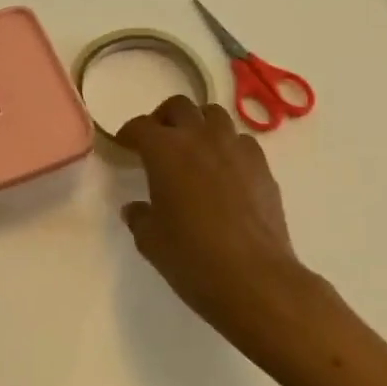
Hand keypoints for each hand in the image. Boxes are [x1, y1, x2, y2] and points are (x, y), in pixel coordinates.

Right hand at [117, 96, 305, 341]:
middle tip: (158, 140)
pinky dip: (228, 146)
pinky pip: (241, 141)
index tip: (125, 145)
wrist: (255, 279)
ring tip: (193, 149)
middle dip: (164, 118)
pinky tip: (225, 171)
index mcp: (165, 150)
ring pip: (214, 115)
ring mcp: (235, 148)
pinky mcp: (262, 166)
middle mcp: (200, 138)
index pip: (140, 126)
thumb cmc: (192, 258)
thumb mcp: (151, 241)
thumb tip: (136, 208)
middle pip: (179, 107)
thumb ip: (140, 217)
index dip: (129, 134)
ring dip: (199, 125)